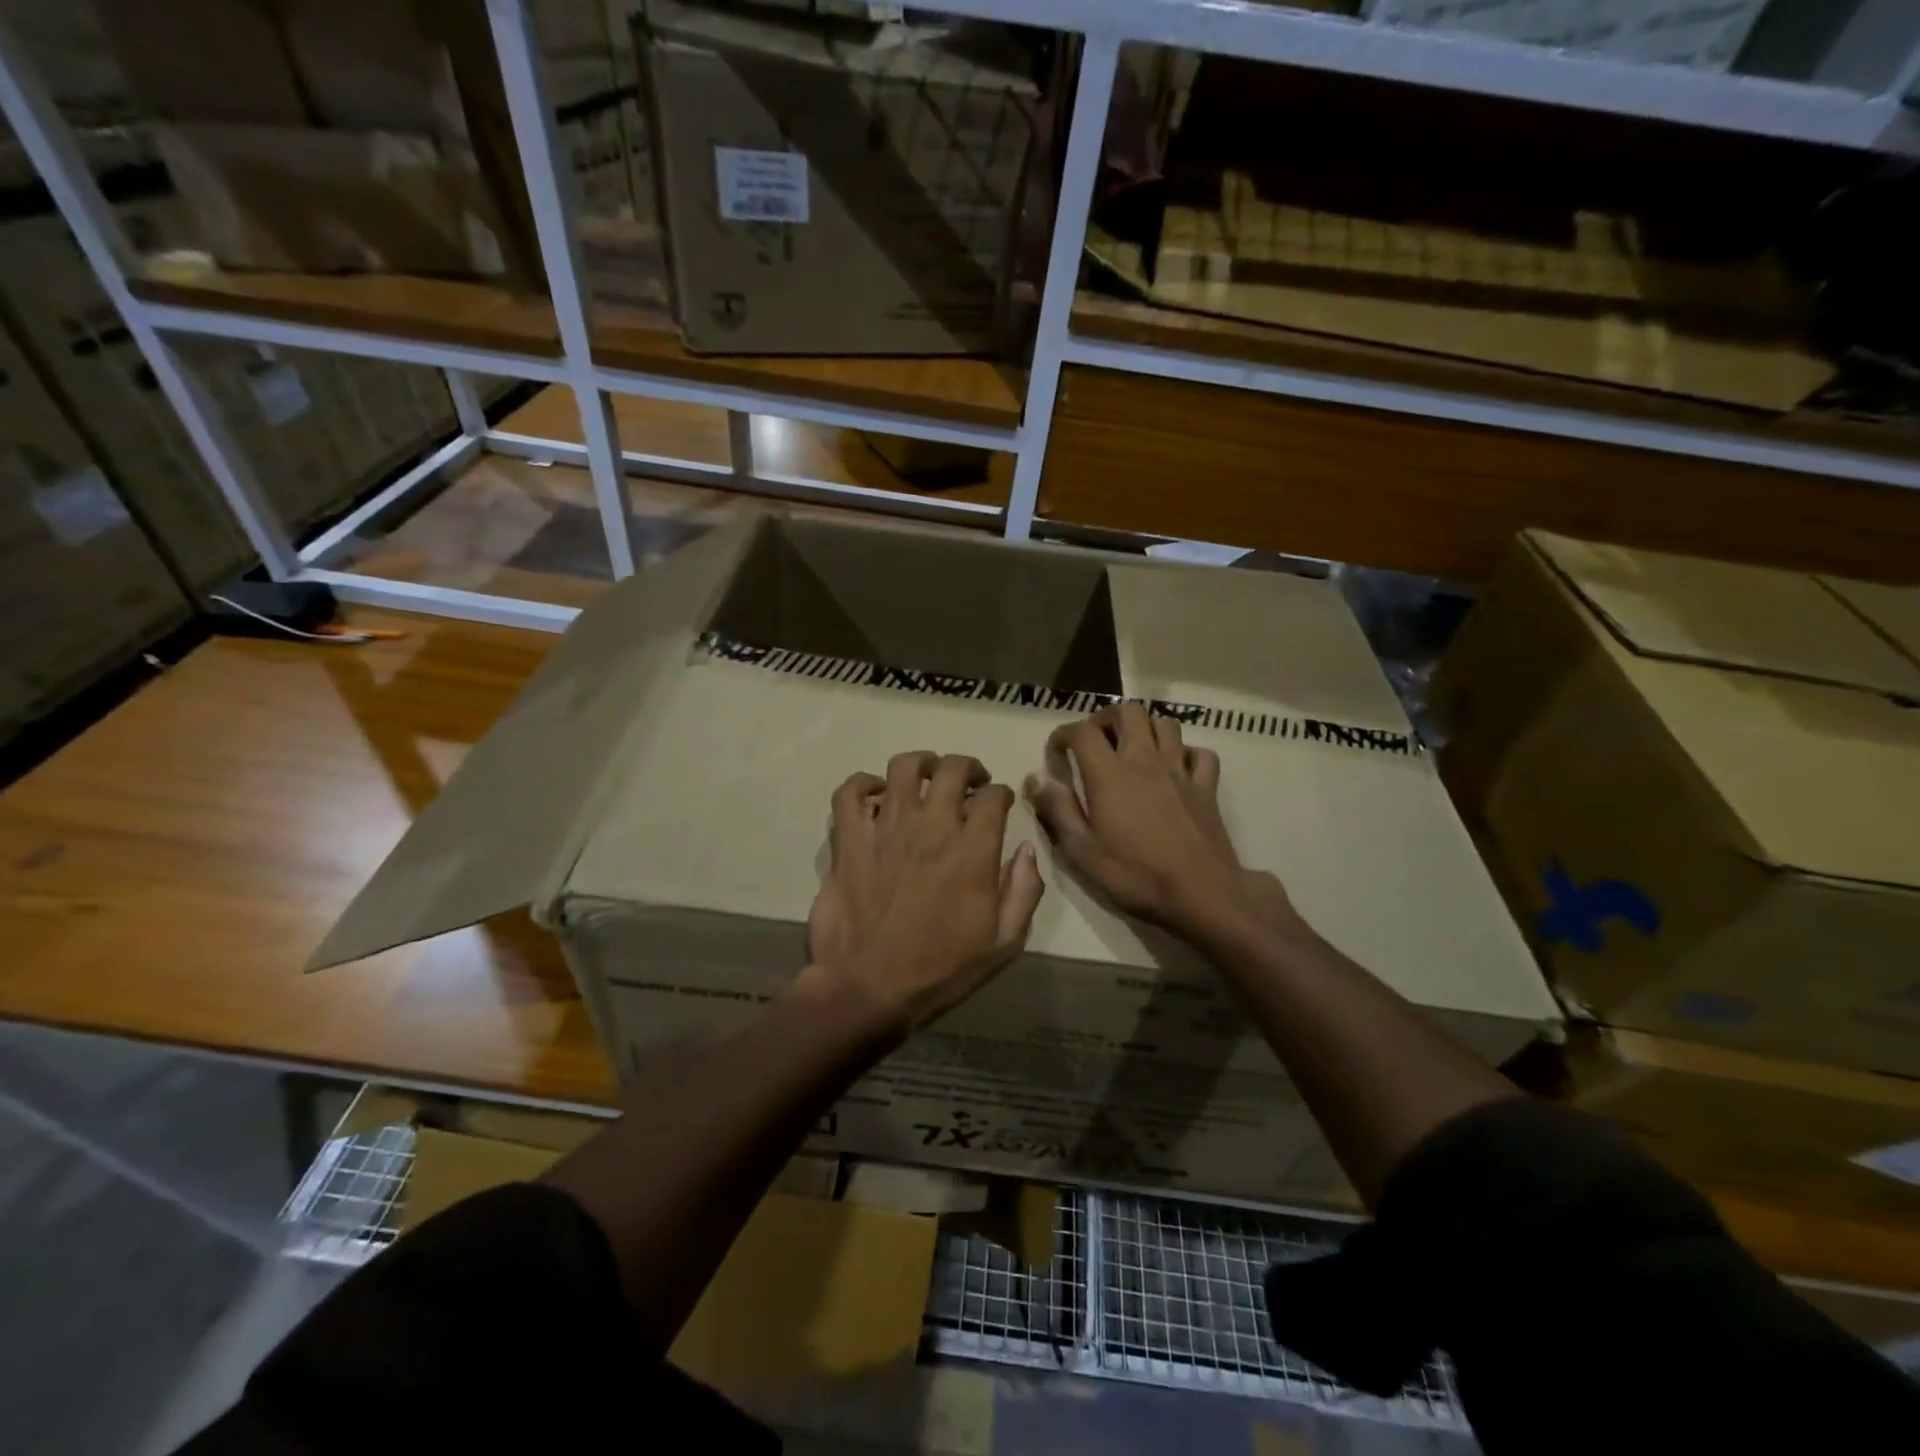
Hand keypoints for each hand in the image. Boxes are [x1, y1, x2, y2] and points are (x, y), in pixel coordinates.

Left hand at [805, 751, 1044, 1041]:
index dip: (1001, 793)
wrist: (869, 988)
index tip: (999, 803)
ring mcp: (886, 829)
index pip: (993, 796)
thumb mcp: (1003, 943)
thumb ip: (1024, 891)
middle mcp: (931, 827)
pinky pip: (849, 793)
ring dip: (920, 763)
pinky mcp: (850, 840)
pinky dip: (861, 784)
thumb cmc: (940, 969)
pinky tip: (873, 794)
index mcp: (972, 850)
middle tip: (969, 781)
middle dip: (967, 767)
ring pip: (903, 767)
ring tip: (925, 776)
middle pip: (952, 769)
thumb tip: (1027, 849)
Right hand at [1025, 704, 1296, 942]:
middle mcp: (1145, 760)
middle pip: (1128, 711)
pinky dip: (1185, 754)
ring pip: (1165, 724)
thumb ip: (1057, 809)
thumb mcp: (1082, 850)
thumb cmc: (1135, 875)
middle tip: (1094, 742)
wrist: (1201, 893)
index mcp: (1110, 774)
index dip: (1063, 734)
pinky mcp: (1207, 787)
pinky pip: (1200, 754)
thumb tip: (1036, 777)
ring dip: (1145, 729)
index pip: (1082, 732)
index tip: (1056, 753)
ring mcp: (1180, 771)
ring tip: (1132, 750)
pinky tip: (1175, 769)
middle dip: (1106, 719)